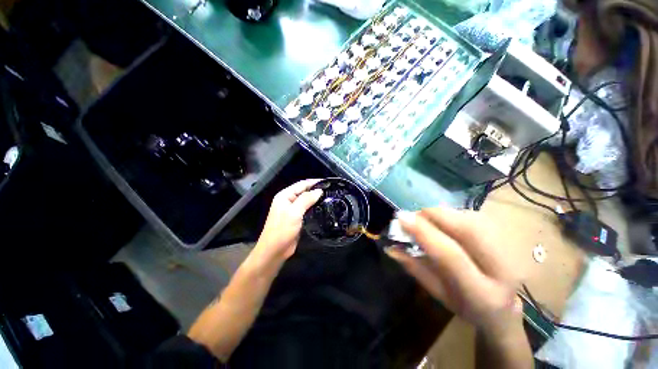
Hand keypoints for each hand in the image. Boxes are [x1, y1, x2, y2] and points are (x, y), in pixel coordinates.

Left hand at [255, 179, 322, 262]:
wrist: (274, 251)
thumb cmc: (282, 230)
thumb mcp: (294, 212)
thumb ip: (306, 199)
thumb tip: (319, 190)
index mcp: (285, 195)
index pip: (301, 184)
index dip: (314, 182)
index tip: (327, 183)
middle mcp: (288, 200)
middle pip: (304, 191)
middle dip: (316, 190)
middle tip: (331, 191)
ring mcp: (292, 210)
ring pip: (306, 201)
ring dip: (316, 199)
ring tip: (330, 198)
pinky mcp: (297, 218)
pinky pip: (307, 210)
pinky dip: (314, 208)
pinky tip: (323, 208)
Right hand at [386, 208, 522, 336]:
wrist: (504, 309)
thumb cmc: (466, 307)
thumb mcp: (437, 293)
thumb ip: (415, 268)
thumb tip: (391, 247)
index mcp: (482, 293)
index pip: (451, 256)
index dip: (424, 232)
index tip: (402, 217)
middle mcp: (504, 270)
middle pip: (469, 229)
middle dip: (436, 215)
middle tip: (414, 214)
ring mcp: (511, 251)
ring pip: (473, 218)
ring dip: (444, 214)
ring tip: (426, 219)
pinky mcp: (507, 237)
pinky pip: (475, 216)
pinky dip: (453, 214)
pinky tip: (443, 221)